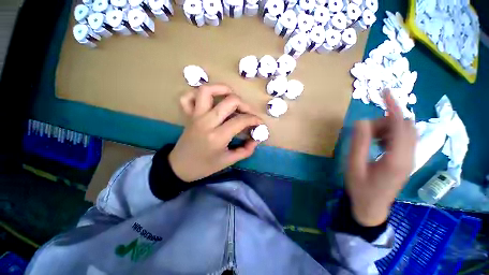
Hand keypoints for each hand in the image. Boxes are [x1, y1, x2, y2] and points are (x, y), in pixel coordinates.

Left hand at [169, 84, 262, 181]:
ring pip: (207, 91)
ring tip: (231, 96)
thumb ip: (246, 150)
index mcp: (217, 136)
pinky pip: (188, 97)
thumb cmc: (205, 166)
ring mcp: (195, 116)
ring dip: (222, 89)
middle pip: (230, 101)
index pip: (241, 120)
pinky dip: (198, 94)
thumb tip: (256, 139)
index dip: (254, 119)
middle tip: (249, 113)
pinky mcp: (188, 115)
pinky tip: (209, 100)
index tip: (259, 123)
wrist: (180, 167)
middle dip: (245, 105)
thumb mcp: (229, 161)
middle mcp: (206, 122)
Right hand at [347, 90, 416, 225]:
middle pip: (405, 126)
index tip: (384, 92)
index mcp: (396, 159)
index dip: (393, 106)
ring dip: (387, 128)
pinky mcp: (407, 161)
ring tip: (369, 138)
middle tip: (365, 130)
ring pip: (405, 132)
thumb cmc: (360, 188)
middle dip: (385, 121)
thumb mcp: (354, 166)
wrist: (371, 207)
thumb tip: (361, 121)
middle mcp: (409, 156)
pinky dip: (390, 134)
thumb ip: (358, 144)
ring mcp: (410, 159)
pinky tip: (377, 143)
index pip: (401, 125)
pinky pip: (403, 139)